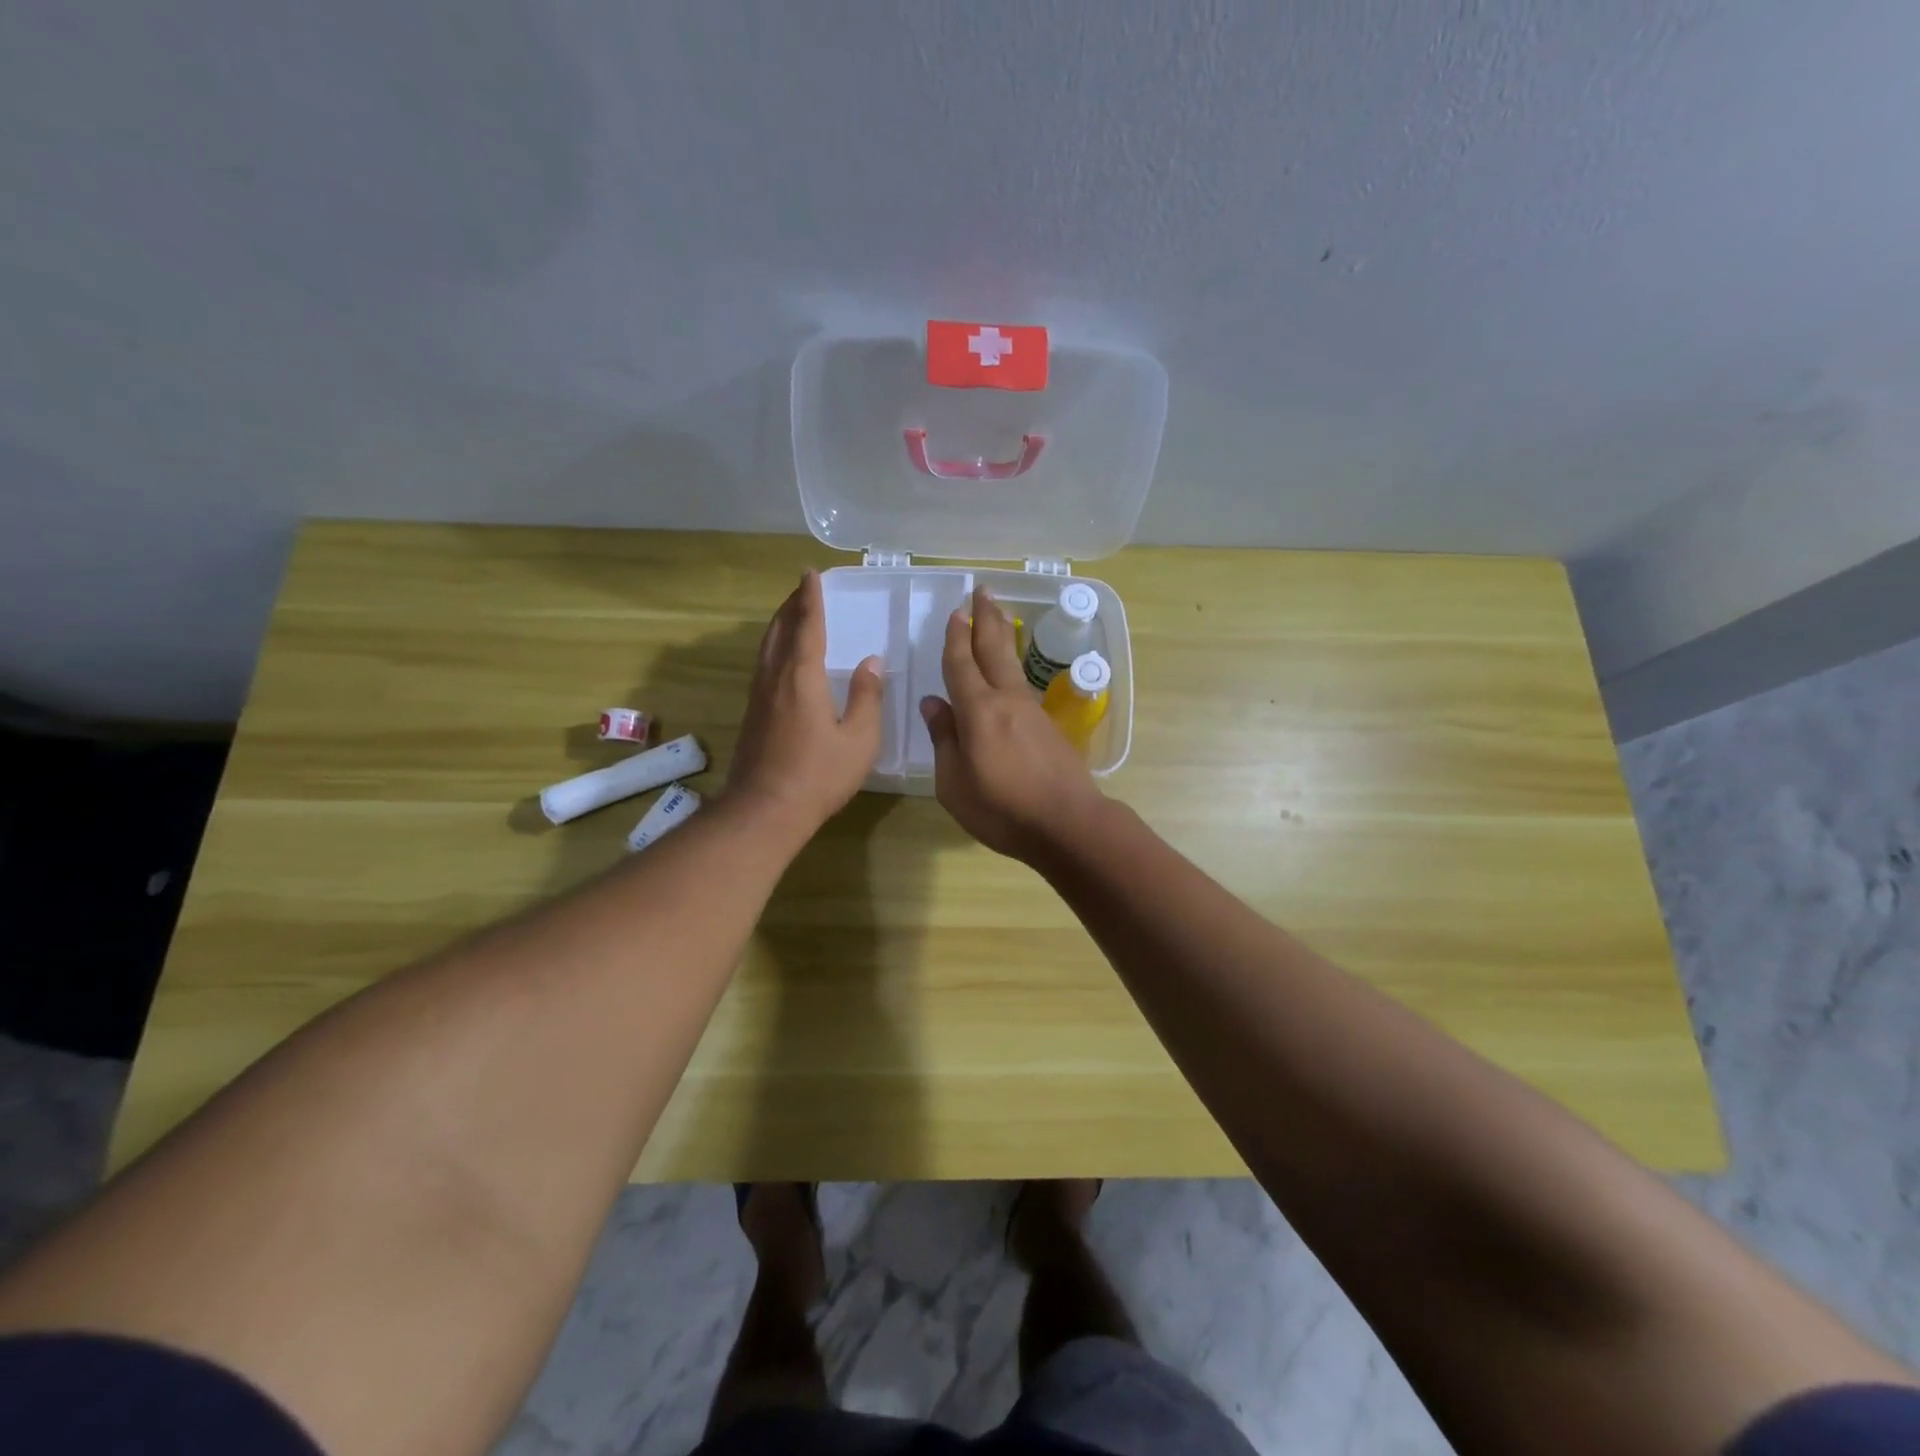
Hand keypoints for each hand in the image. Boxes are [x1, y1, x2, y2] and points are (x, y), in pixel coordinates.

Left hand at [727, 571, 883, 837]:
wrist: (765, 811)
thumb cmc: (819, 775)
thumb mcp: (859, 739)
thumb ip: (867, 697)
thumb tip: (872, 662)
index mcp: (802, 677)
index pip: (807, 626)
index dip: (810, 599)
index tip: (810, 574)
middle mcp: (774, 678)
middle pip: (779, 630)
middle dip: (791, 606)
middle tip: (802, 589)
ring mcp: (759, 697)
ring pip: (767, 648)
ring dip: (780, 625)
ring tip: (792, 615)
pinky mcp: (753, 715)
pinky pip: (763, 666)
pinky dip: (774, 648)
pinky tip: (782, 659)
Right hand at [919, 587, 1105, 861]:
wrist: (1069, 824)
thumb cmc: (1003, 809)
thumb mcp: (955, 784)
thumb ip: (944, 740)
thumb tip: (933, 704)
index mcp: (978, 711)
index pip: (962, 665)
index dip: (956, 638)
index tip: (955, 613)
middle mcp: (1007, 700)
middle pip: (995, 650)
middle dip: (986, 619)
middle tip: (983, 591)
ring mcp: (1032, 711)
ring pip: (1013, 664)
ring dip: (1003, 637)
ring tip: (998, 617)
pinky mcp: (1049, 726)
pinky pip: (1023, 686)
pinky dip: (1013, 667)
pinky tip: (1010, 672)